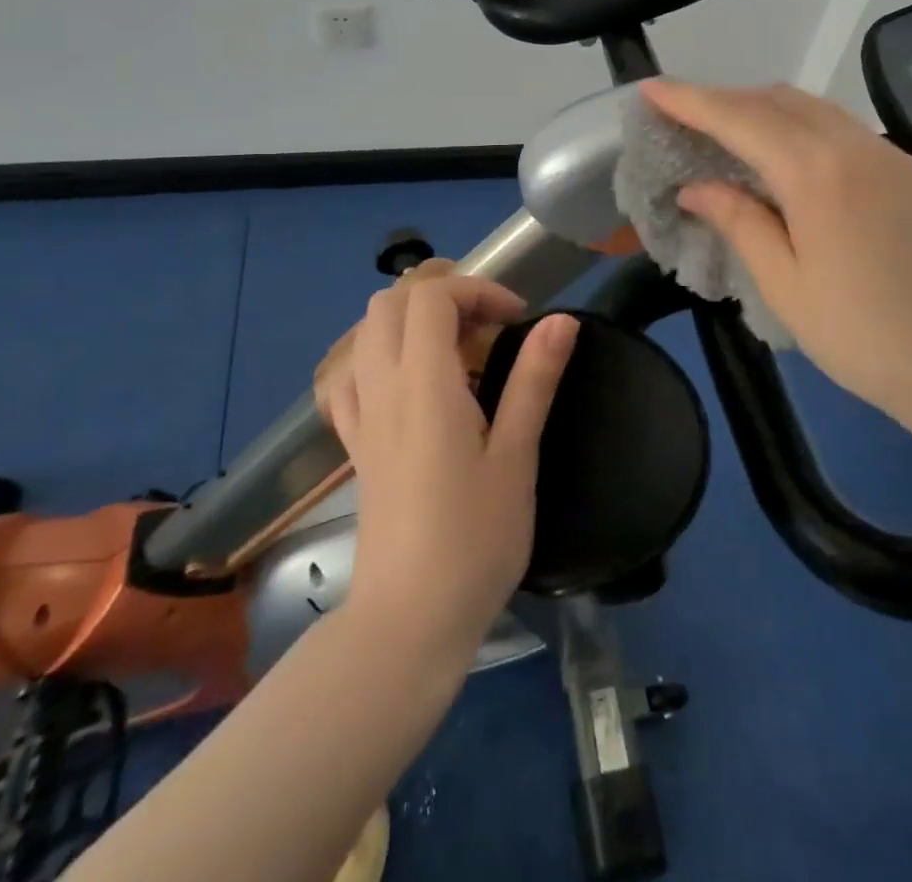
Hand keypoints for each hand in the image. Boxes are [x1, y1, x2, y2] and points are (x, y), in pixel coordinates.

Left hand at [319, 272, 578, 667]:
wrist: (409, 621)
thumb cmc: (474, 540)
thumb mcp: (516, 458)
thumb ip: (534, 380)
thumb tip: (561, 320)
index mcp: (424, 384)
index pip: (431, 296)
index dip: (477, 290)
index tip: (517, 319)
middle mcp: (383, 388)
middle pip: (391, 303)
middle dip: (443, 297)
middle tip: (488, 328)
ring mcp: (362, 417)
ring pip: (367, 333)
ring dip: (410, 322)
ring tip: (457, 352)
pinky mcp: (356, 446)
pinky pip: (350, 378)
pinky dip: (379, 358)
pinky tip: (410, 385)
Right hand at [640, 80, 911, 426]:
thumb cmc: (865, 338)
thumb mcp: (786, 285)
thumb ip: (740, 222)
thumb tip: (696, 186)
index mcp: (818, 175)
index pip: (740, 120)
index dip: (690, 100)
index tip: (651, 88)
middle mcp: (858, 148)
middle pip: (778, 100)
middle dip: (726, 100)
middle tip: (686, 118)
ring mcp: (895, 156)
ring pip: (817, 111)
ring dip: (767, 111)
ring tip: (732, 136)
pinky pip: (849, 134)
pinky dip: (807, 132)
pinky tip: (795, 164)